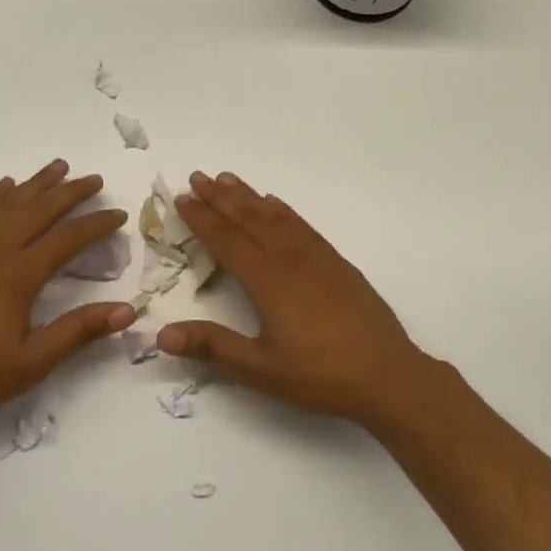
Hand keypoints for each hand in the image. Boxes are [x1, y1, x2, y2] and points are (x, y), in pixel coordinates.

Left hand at [0, 160, 133, 433]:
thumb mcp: (32, 363)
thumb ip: (78, 332)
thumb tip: (127, 310)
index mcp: (18, 276)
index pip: (67, 239)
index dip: (96, 224)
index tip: (119, 214)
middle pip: (38, 209)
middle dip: (70, 192)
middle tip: (94, 179)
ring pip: (7, 203)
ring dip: (35, 183)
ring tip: (58, 167)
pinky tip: (4, 187)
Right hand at [158, 171, 435, 429]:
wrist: (388, 374)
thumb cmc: (320, 374)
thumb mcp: (261, 369)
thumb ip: (213, 347)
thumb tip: (161, 335)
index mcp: (267, 280)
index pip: (226, 240)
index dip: (202, 218)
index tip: (182, 198)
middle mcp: (289, 258)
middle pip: (248, 218)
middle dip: (220, 197)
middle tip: (197, 176)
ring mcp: (316, 257)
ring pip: (274, 216)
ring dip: (248, 196)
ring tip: (227, 178)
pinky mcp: (336, 262)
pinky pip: (301, 224)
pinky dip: (282, 209)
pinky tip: (275, 204)